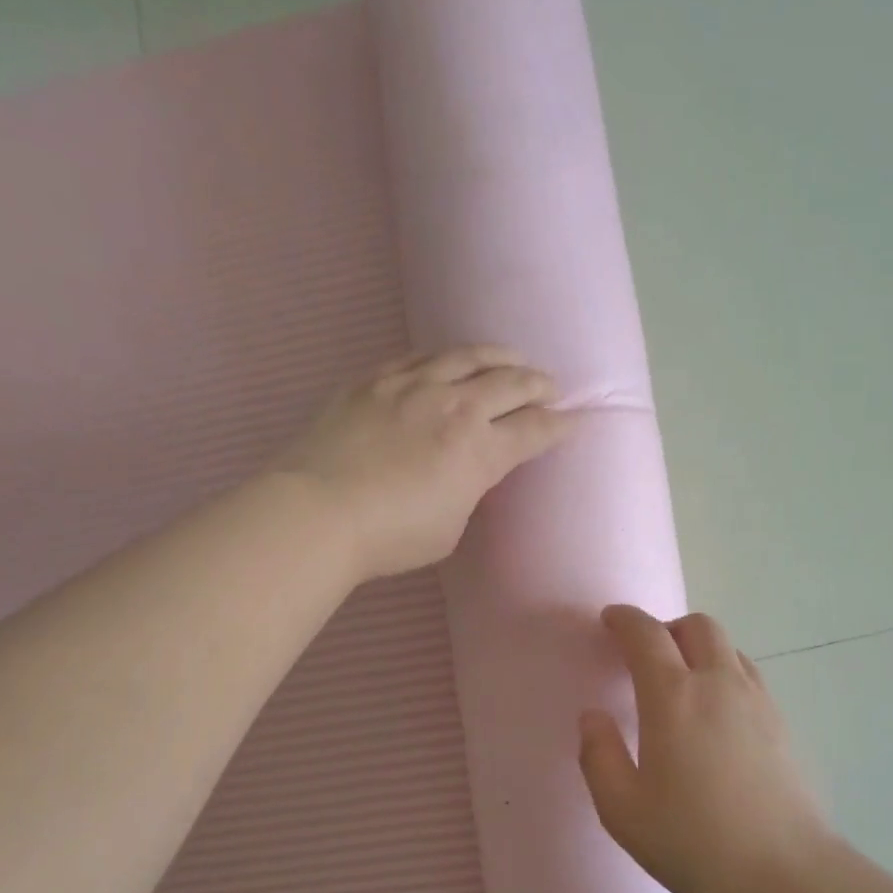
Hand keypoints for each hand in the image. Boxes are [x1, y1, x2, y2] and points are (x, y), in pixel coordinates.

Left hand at [279, 347, 574, 580]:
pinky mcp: (376, 379)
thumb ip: (468, 490)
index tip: (575, 420)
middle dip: (539, 385)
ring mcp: (413, 386)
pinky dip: (446, 356)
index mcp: (480, 451)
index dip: (561, 425)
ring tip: (513, 358)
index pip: (535, 430)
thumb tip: (468, 471)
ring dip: (500, 356)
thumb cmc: (390, 537)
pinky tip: (451, 358)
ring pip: (469, 356)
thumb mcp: (450, 527)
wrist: (316, 512)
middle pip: (511, 383)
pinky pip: (421, 355)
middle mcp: (455, 407)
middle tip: (551, 388)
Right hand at [578, 605, 832, 892]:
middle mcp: (719, 683)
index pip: (646, 634)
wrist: (785, 875)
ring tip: (680, 683)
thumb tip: (593, 716)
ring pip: (727, 648)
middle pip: (697, 626)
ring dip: (698, 649)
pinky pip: (747, 675)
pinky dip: (723, 672)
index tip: (610, 620)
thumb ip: (598, 755)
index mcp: (674, 695)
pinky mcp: (781, 723)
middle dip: (666, 628)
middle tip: (645, 655)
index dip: (625, 619)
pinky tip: (715, 714)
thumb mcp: (623, 809)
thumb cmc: (694, 842)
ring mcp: (757, 700)